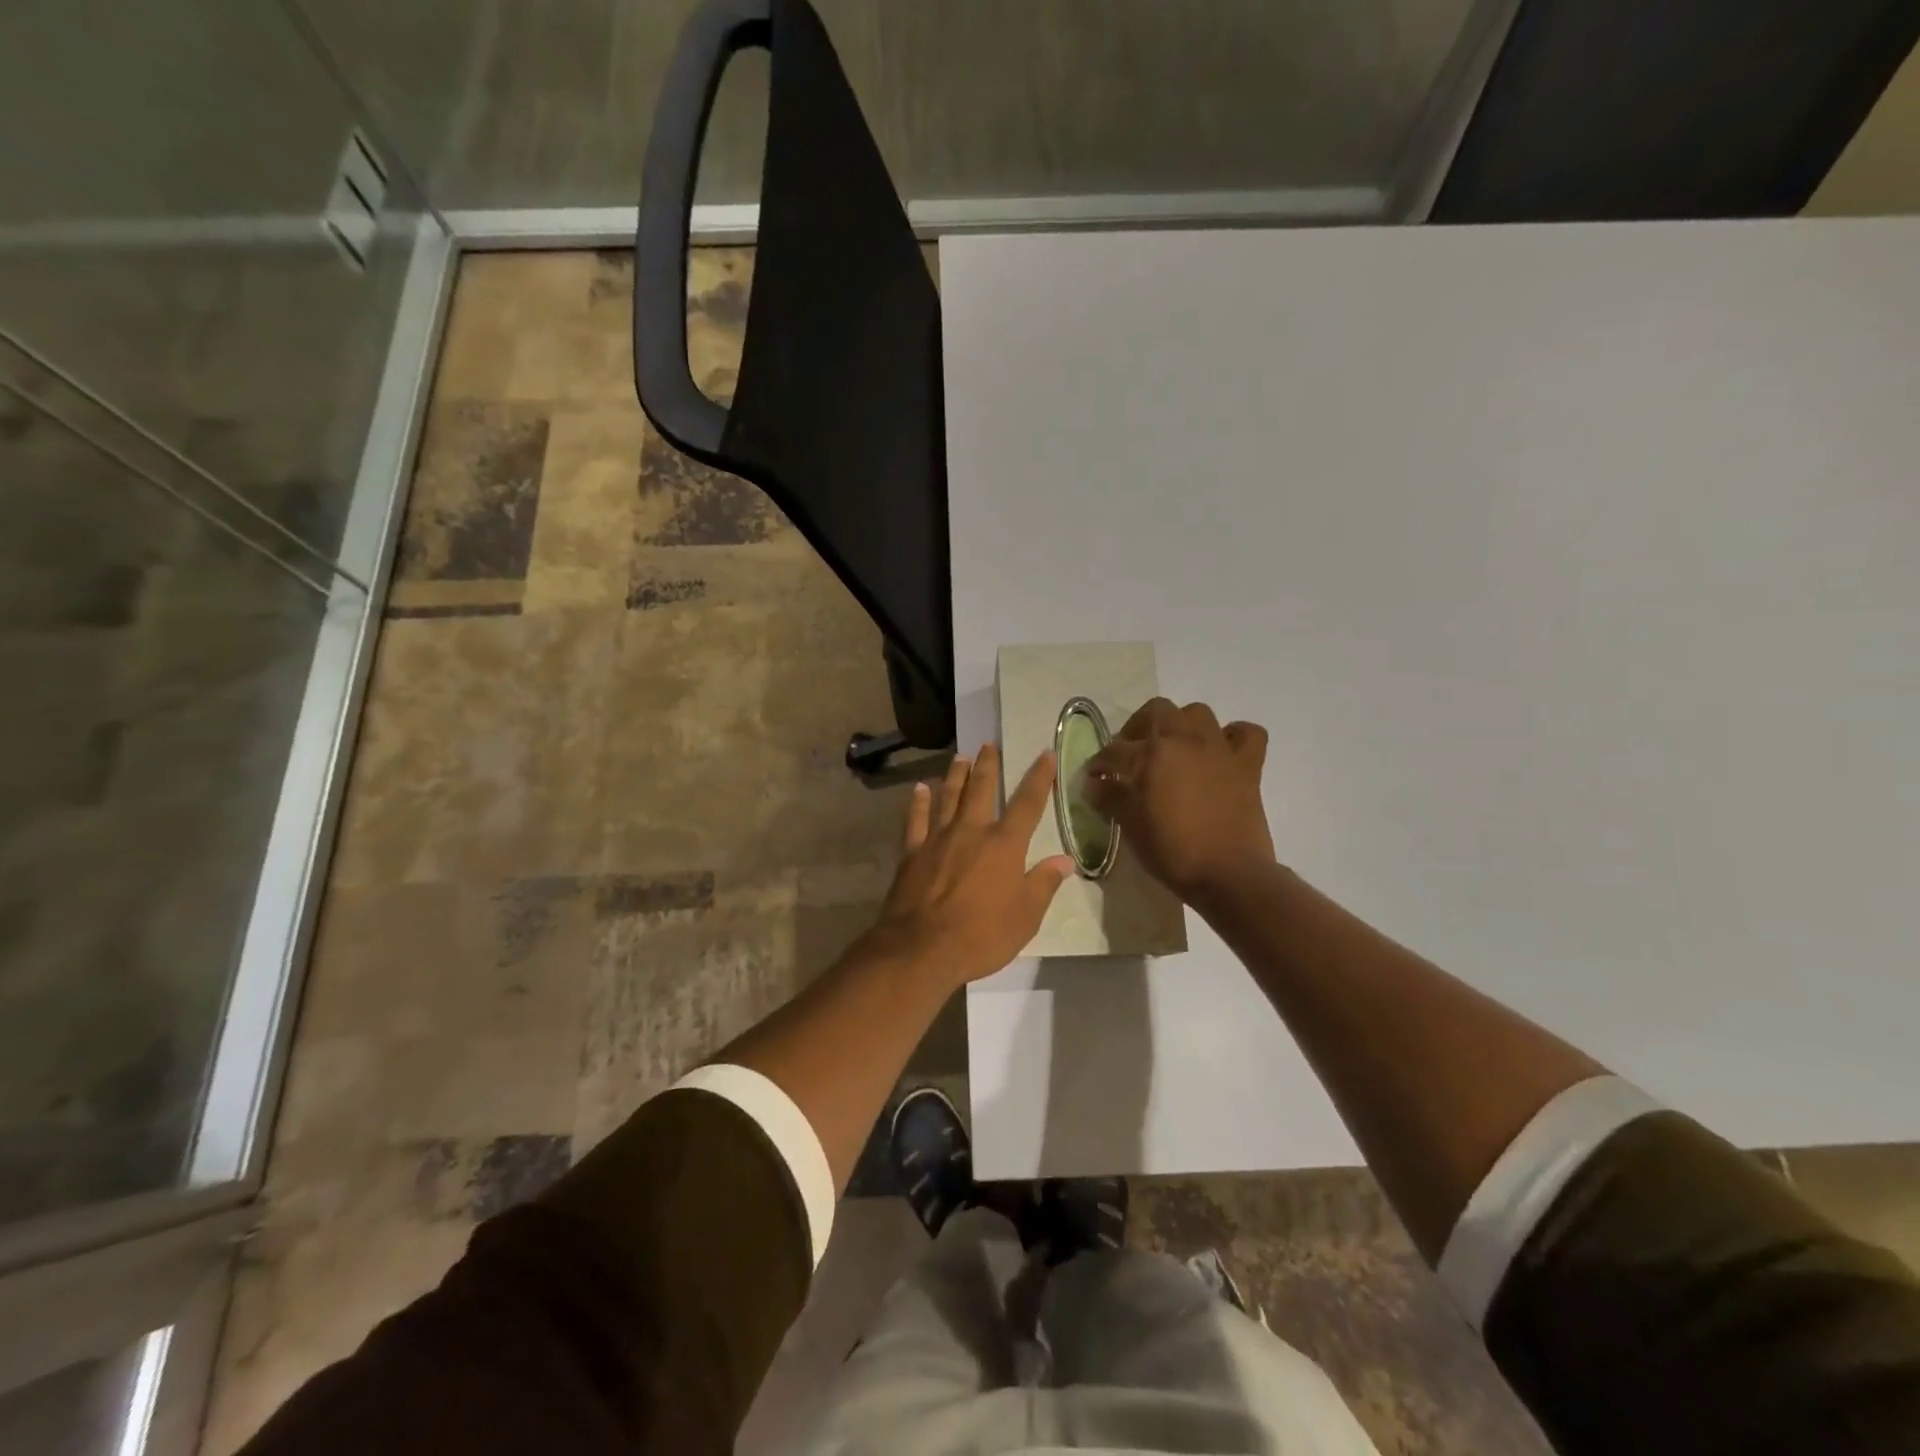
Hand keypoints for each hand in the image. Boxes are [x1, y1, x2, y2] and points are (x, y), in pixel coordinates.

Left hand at [865, 744, 1074, 988]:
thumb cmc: (982, 936)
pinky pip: (915, 820)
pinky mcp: (912, 852)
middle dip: (987, 765)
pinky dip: (918, 802)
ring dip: (955, 775)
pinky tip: (920, 789)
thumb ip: (1044, 884)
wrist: (922, 948)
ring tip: (959, 756)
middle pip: (981, 789)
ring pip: (948, 797)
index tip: (1046, 754)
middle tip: (988, 744)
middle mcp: (972, 831)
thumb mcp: (1026, 916)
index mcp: (1004, 845)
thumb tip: (1065, 860)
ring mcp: (938, 839)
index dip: (1039, 777)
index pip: (1028, 803)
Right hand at [1086, 699, 1275, 904]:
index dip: (1099, 764)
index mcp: (1150, 754)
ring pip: (1197, 713)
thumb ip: (1110, 798)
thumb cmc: (1172, 851)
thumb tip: (1094, 784)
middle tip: (1130, 753)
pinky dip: (1233, 736)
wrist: (1228, 874)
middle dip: (1137, 728)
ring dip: (1181, 725)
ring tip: (1173, 749)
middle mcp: (1184, 740)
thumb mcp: (1130, 825)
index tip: (1094, 777)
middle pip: (1156, 711)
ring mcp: (1219, 749)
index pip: (1114, 751)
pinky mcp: (1248, 765)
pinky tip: (1221, 753)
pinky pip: (1246, 733)